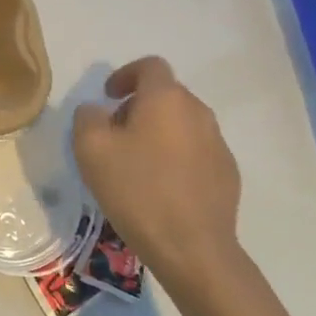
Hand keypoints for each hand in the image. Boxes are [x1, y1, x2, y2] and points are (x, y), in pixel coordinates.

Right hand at [72, 56, 241, 280]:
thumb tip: (97, 112)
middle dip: (138, 106)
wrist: (193, 249)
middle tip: (115, 134)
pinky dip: (176, 157)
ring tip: (136, 164)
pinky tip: (161, 187)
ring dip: (158, 132)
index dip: (125, 74)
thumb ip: (87, 117)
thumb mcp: (90, 148)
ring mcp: (218, 144)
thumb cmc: (137, 190)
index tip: (108, 97)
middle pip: (166, 94)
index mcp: (166, 98)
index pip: (149, 66)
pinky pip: (196, 151)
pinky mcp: (228, 174)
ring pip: (182, 123)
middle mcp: (198, 112)